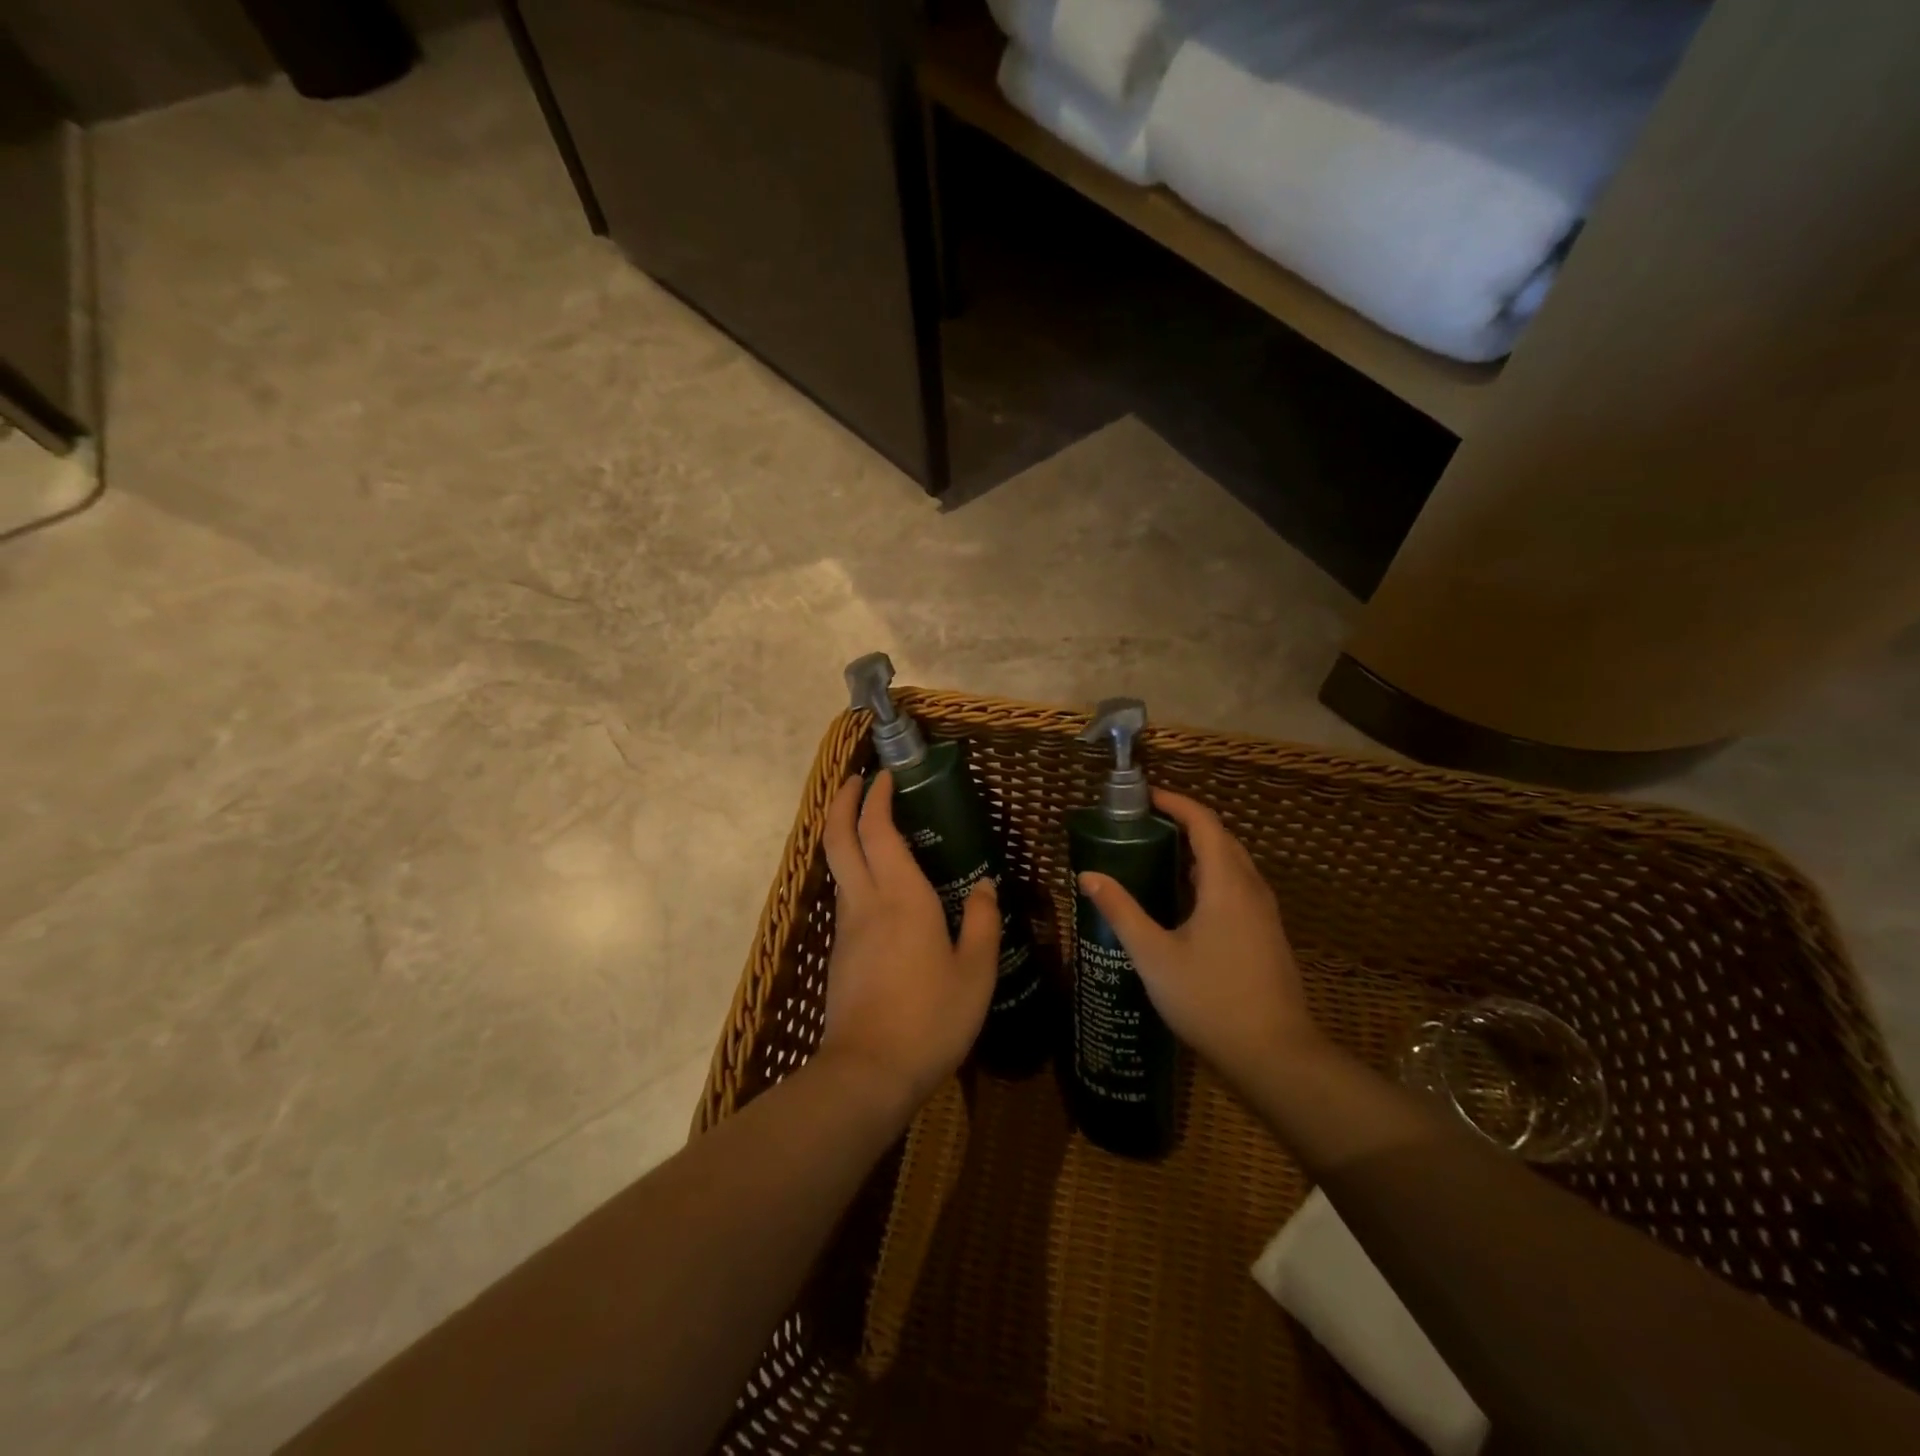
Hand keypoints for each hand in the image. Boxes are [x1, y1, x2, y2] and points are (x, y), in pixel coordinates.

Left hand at [815, 771, 999, 1115]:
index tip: (886, 775)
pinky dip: (854, 871)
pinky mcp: (841, 953)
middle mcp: (865, 902)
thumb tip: (985, 885)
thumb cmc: (931, 1017)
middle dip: (843, 802)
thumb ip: (983, 920)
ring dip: (846, 836)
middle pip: (838, 838)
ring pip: (837, 867)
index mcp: (901, 897)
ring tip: (873, 828)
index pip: (878, 830)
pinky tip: (880, 888)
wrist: (869, 1072)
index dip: (877, 797)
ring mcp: (846, 928)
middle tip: (858, 781)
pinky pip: (845, 896)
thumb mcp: (975, 970)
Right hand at [1077, 787, 1325, 1095]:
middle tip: (1145, 824)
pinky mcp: (1266, 934)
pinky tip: (1185, 899)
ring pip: (1232, 863)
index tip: (1145, 797)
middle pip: (1221, 838)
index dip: (1176, 803)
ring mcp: (1264, 913)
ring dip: (1199, 849)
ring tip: (1159, 854)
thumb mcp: (1154, 955)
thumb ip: (1121, 911)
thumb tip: (1088, 875)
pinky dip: (1210, 875)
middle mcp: (1251, 888)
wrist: (1274, 1055)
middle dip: (1186, 822)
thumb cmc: (1210, 998)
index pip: (1204, 822)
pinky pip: (1237, 886)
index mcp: (1226, 883)